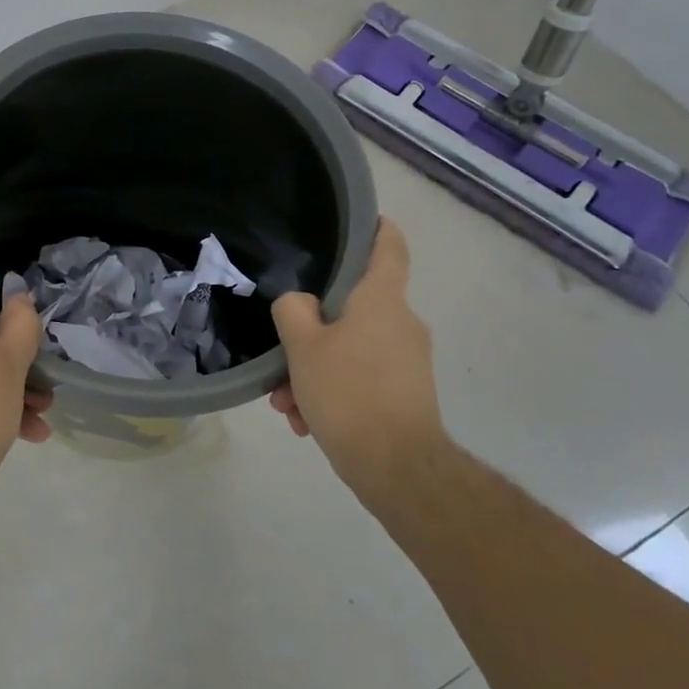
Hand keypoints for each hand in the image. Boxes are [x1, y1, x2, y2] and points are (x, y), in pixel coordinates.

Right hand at [269, 219, 446, 488]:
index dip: (375, 227)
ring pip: (349, 349)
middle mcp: (401, 323)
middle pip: (352, 308)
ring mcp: (406, 360)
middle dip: (310, 332)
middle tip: (281, 357)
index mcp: (381, 300)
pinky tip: (307, 422)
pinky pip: (360, 378)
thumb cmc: (349, 392)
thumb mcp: (303, 346)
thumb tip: (300, 304)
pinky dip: (332, 391)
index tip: (357, 220)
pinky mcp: (405, 393)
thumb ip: (293, 311)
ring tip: (287, 405)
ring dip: (313, 370)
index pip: (389, 246)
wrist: (398, 468)